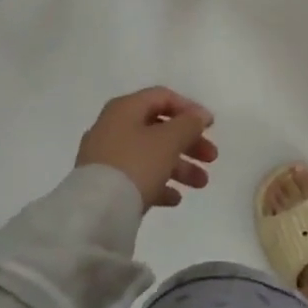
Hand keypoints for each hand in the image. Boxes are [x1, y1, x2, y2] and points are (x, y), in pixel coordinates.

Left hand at [76, 87, 217, 210]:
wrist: (96, 211)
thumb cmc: (136, 164)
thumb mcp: (169, 140)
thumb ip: (188, 124)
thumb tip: (199, 116)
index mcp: (125, 108)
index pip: (162, 97)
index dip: (189, 108)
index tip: (211, 126)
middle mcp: (112, 127)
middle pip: (158, 128)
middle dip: (189, 143)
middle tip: (212, 158)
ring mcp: (106, 156)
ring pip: (150, 155)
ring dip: (179, 167)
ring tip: (201, 184)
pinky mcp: (104, 183)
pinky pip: (137, 177)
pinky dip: (158, 184)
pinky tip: (175, 199)